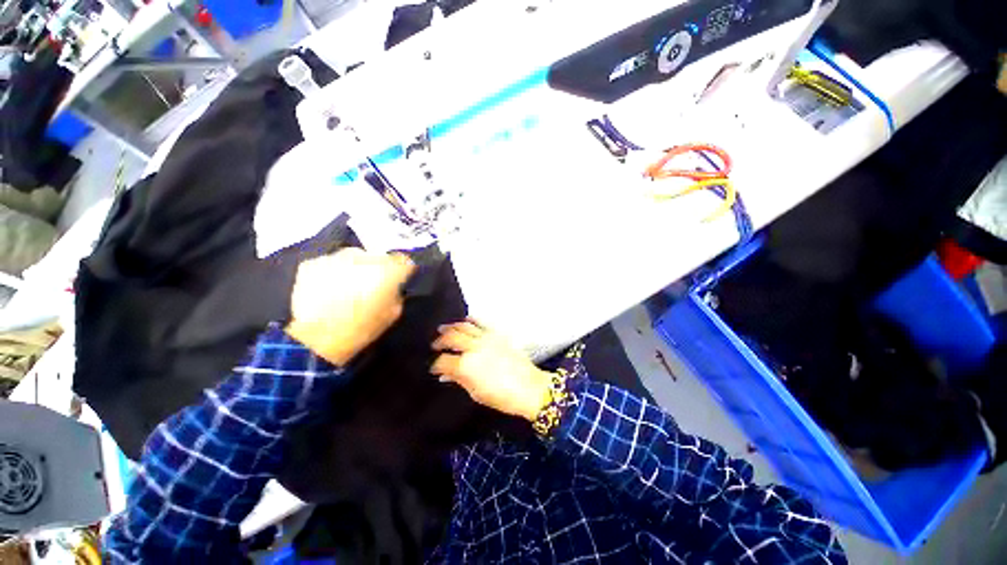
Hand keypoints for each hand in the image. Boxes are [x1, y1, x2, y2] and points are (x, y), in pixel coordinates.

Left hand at [286, 248, 414, 365]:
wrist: (314, 340)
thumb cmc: (361, 329)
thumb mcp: (392, 314)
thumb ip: (396, 294)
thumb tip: (394, 288)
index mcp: (388, 271)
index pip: (404, 261)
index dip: (403, 270)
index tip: (399, 280)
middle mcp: (364, 257)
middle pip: (378, 257)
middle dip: (378, 269)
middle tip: (372, 286)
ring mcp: (336, 258)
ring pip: (353, 258)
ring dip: (355, 269)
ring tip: (347, 289)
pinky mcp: (312, 263)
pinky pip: (330, 264)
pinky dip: (332, 274)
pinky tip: (327, 290)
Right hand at [431, 321, 552, 420]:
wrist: (529, 387)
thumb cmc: (502, 396)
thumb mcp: (476, 393)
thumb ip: (459, 380)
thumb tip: (447, 375)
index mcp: (466, 366)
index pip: (443, 361)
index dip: (435, 365)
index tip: (434, 368)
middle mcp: (474, 348)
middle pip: (451, 338)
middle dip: (440, 341)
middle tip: (435, 344)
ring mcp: (486, 339)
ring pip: (464, 326)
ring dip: (452, 327)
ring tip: (444, 328)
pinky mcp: (497, 335)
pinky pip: (481, 323)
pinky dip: (471, 320)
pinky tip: (466, 320)